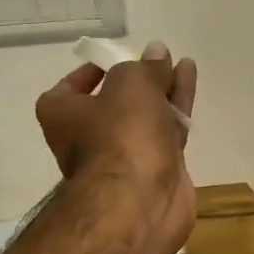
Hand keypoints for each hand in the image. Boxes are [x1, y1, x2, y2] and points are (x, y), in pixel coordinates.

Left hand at [35, 43, 197, 253]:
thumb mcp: (131, 84)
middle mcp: (87, 138)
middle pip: (114, 103)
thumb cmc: (121, 134)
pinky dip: (177, 108)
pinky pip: (166, 132)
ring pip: (145, 116)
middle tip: (159, 59)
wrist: (139, 200)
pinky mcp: (155, 170)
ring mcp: (123, 157)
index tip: (116, 59)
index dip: (90, 73)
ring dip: (163, 91)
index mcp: (62, 116)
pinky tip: (190, 84)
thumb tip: (157, 53)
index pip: (68, 89)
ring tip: (183, 64)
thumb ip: (146, 67)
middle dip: (139, 81)